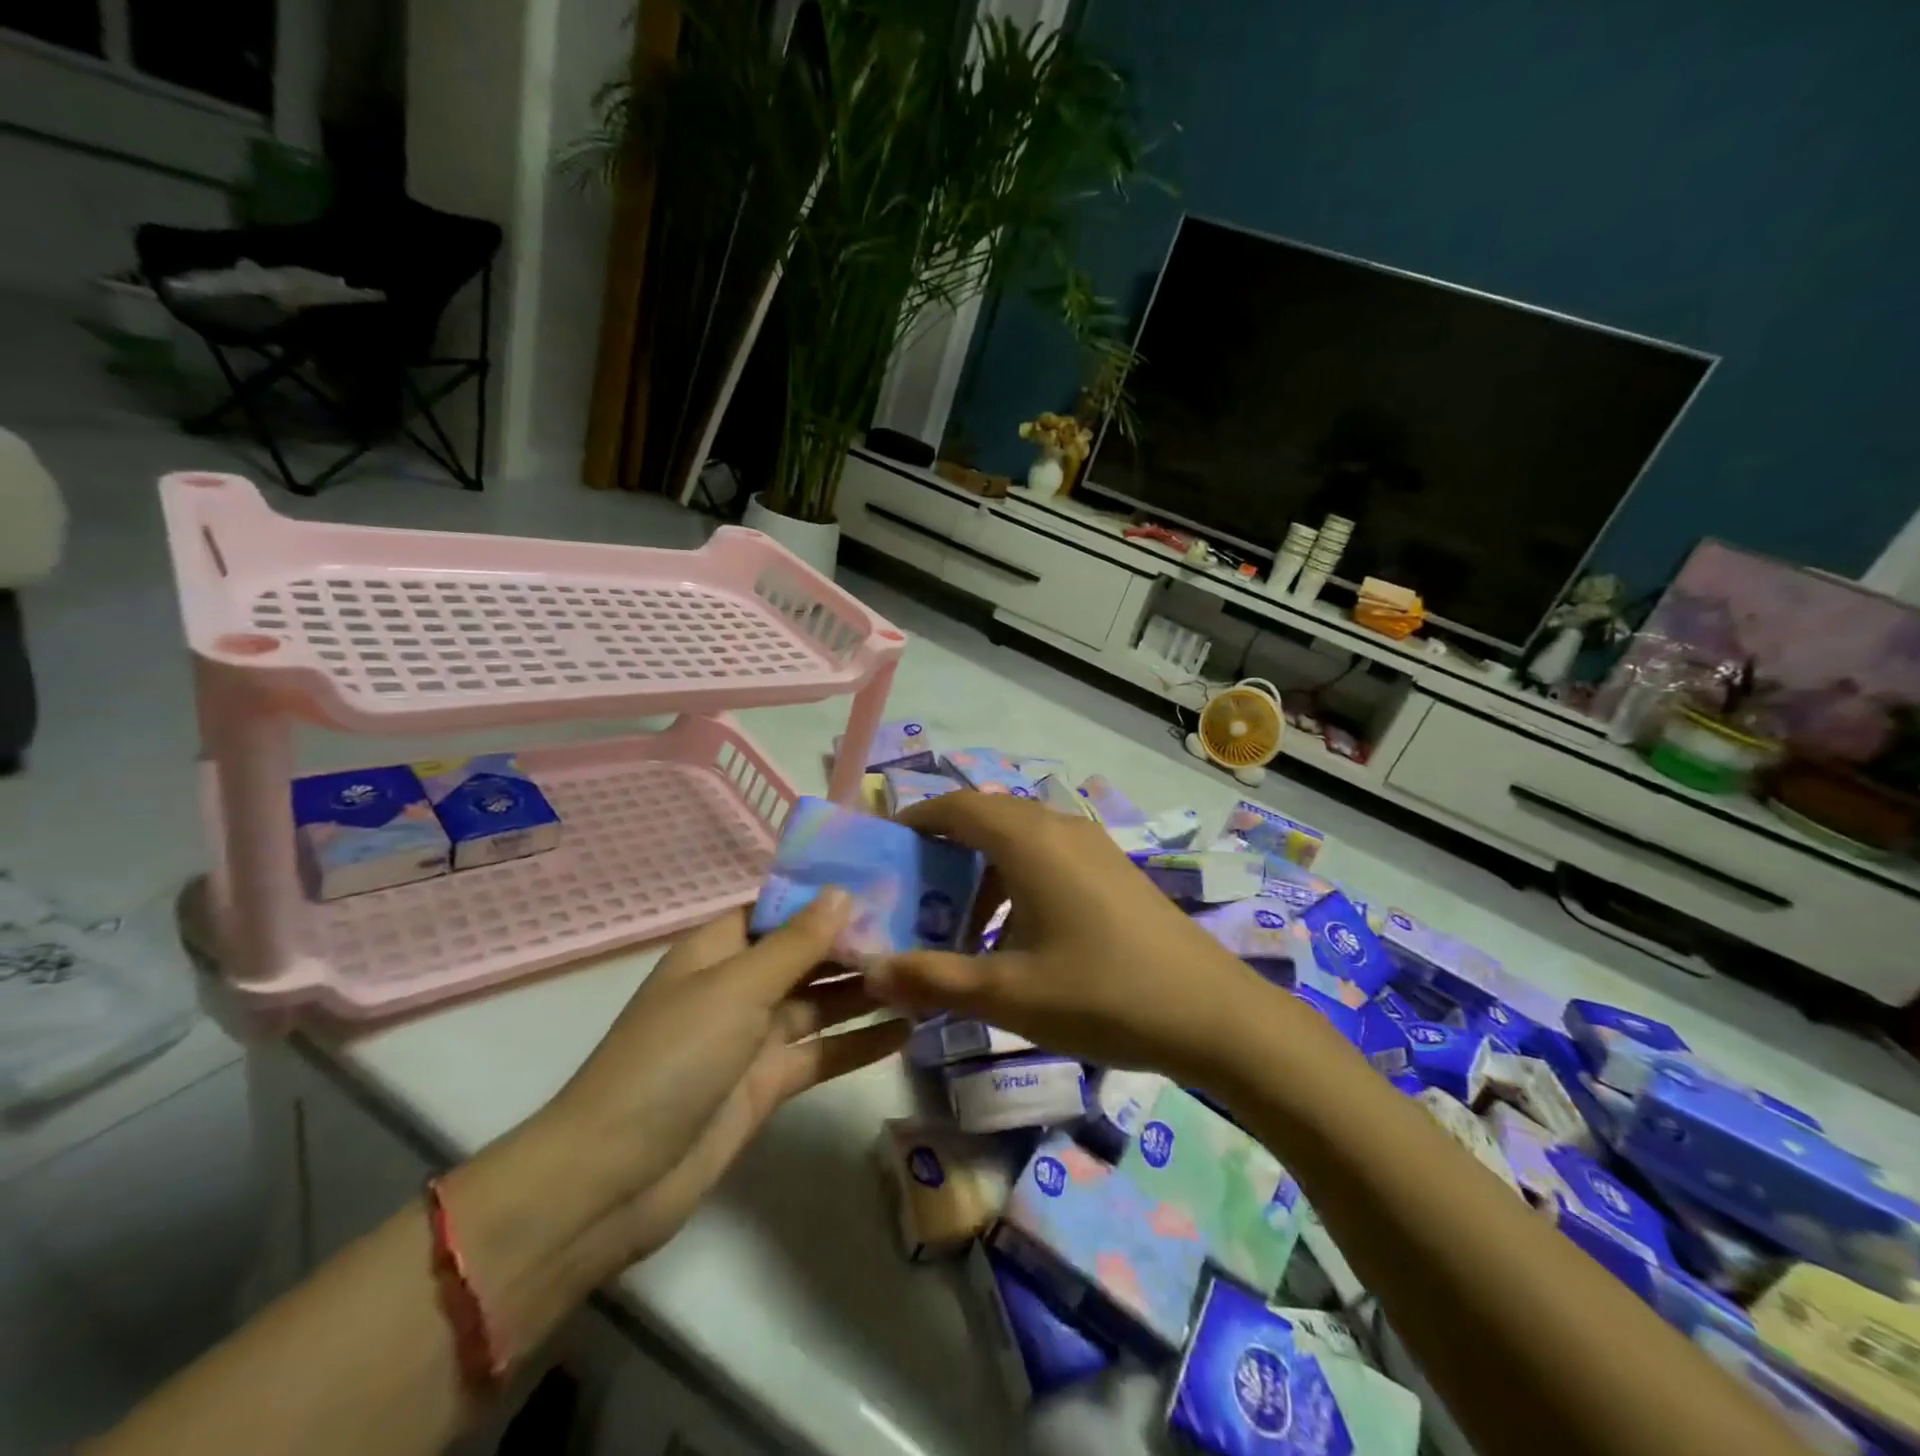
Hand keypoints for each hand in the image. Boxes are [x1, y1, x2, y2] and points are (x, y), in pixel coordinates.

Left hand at [545, 894, 907, 1263]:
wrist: (614, 1179)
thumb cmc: (671, 1060)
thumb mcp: (736, 989)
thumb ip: (795, 943)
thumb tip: (843, 891)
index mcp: (718, 950)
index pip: (781, 909)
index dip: (827, 897)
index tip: (885, 884)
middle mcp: (738, 986)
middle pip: (806, 955)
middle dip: (857, 944)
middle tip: (923, 929)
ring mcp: (753, 1038)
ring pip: (820, 1002)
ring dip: (866, 991)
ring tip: (925, 975)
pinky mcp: (768, 1084)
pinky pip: (822, 1052)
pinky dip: (859, 1043)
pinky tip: (907, 1031)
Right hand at [863, 792, 1267, 1084]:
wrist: (1214, 1015)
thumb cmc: (1103, 995)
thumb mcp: (1008, 993)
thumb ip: (933, 980)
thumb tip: (870, 970)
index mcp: (1029, 839)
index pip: (957, 806)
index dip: (916, 823)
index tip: (885, 854)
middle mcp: (1060, 828)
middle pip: (986, 819)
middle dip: (944, 853)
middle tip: (915, 900)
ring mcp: (1092, 847)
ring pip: (1019, 841)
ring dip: (982, 874)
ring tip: (962, 929)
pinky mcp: (1112, 871)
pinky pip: (1048, 858)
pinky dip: (1017, 883)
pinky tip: (1017, 940)